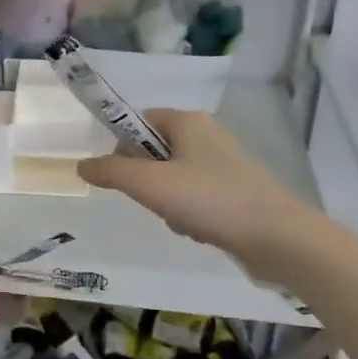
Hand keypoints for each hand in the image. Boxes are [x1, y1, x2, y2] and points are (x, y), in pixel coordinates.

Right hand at [77, 111, 309, 273]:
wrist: (276, 237)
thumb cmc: (210, 200)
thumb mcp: (150, 184)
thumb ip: (111, 171)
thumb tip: (81, 164)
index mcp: (187, 121)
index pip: (139, 120)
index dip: (122, 146)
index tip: (120, 176)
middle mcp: (206, 135)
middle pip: (153, 153)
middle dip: (146, 183)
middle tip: (155, 201)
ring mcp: (222, 164)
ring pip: (172, 180)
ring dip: (167, 204)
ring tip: (181, 221)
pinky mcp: (233, 191)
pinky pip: (193, 198)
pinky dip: (188, 215)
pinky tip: (199, 231)